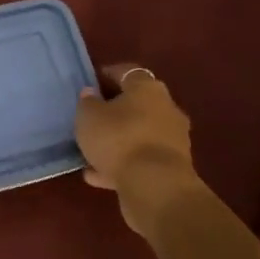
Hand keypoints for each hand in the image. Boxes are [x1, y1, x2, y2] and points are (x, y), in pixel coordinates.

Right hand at [75, 65, 196, 230]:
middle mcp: (166, 108)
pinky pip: (141, 160)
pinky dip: (122, 164)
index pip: (127, 72)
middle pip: (137, 104)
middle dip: (115, 110)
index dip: (108, 75)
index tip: (91, 82)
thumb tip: (91, 94)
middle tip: (92, 118)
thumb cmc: (119, 139)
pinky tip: (97, 175)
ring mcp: (172, 139)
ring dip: (118, 141)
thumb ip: (87, 103)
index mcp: (147, 88)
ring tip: (91, 151)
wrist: (155, 186)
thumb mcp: (89, 117)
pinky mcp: (171, 167)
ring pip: (139, 134)